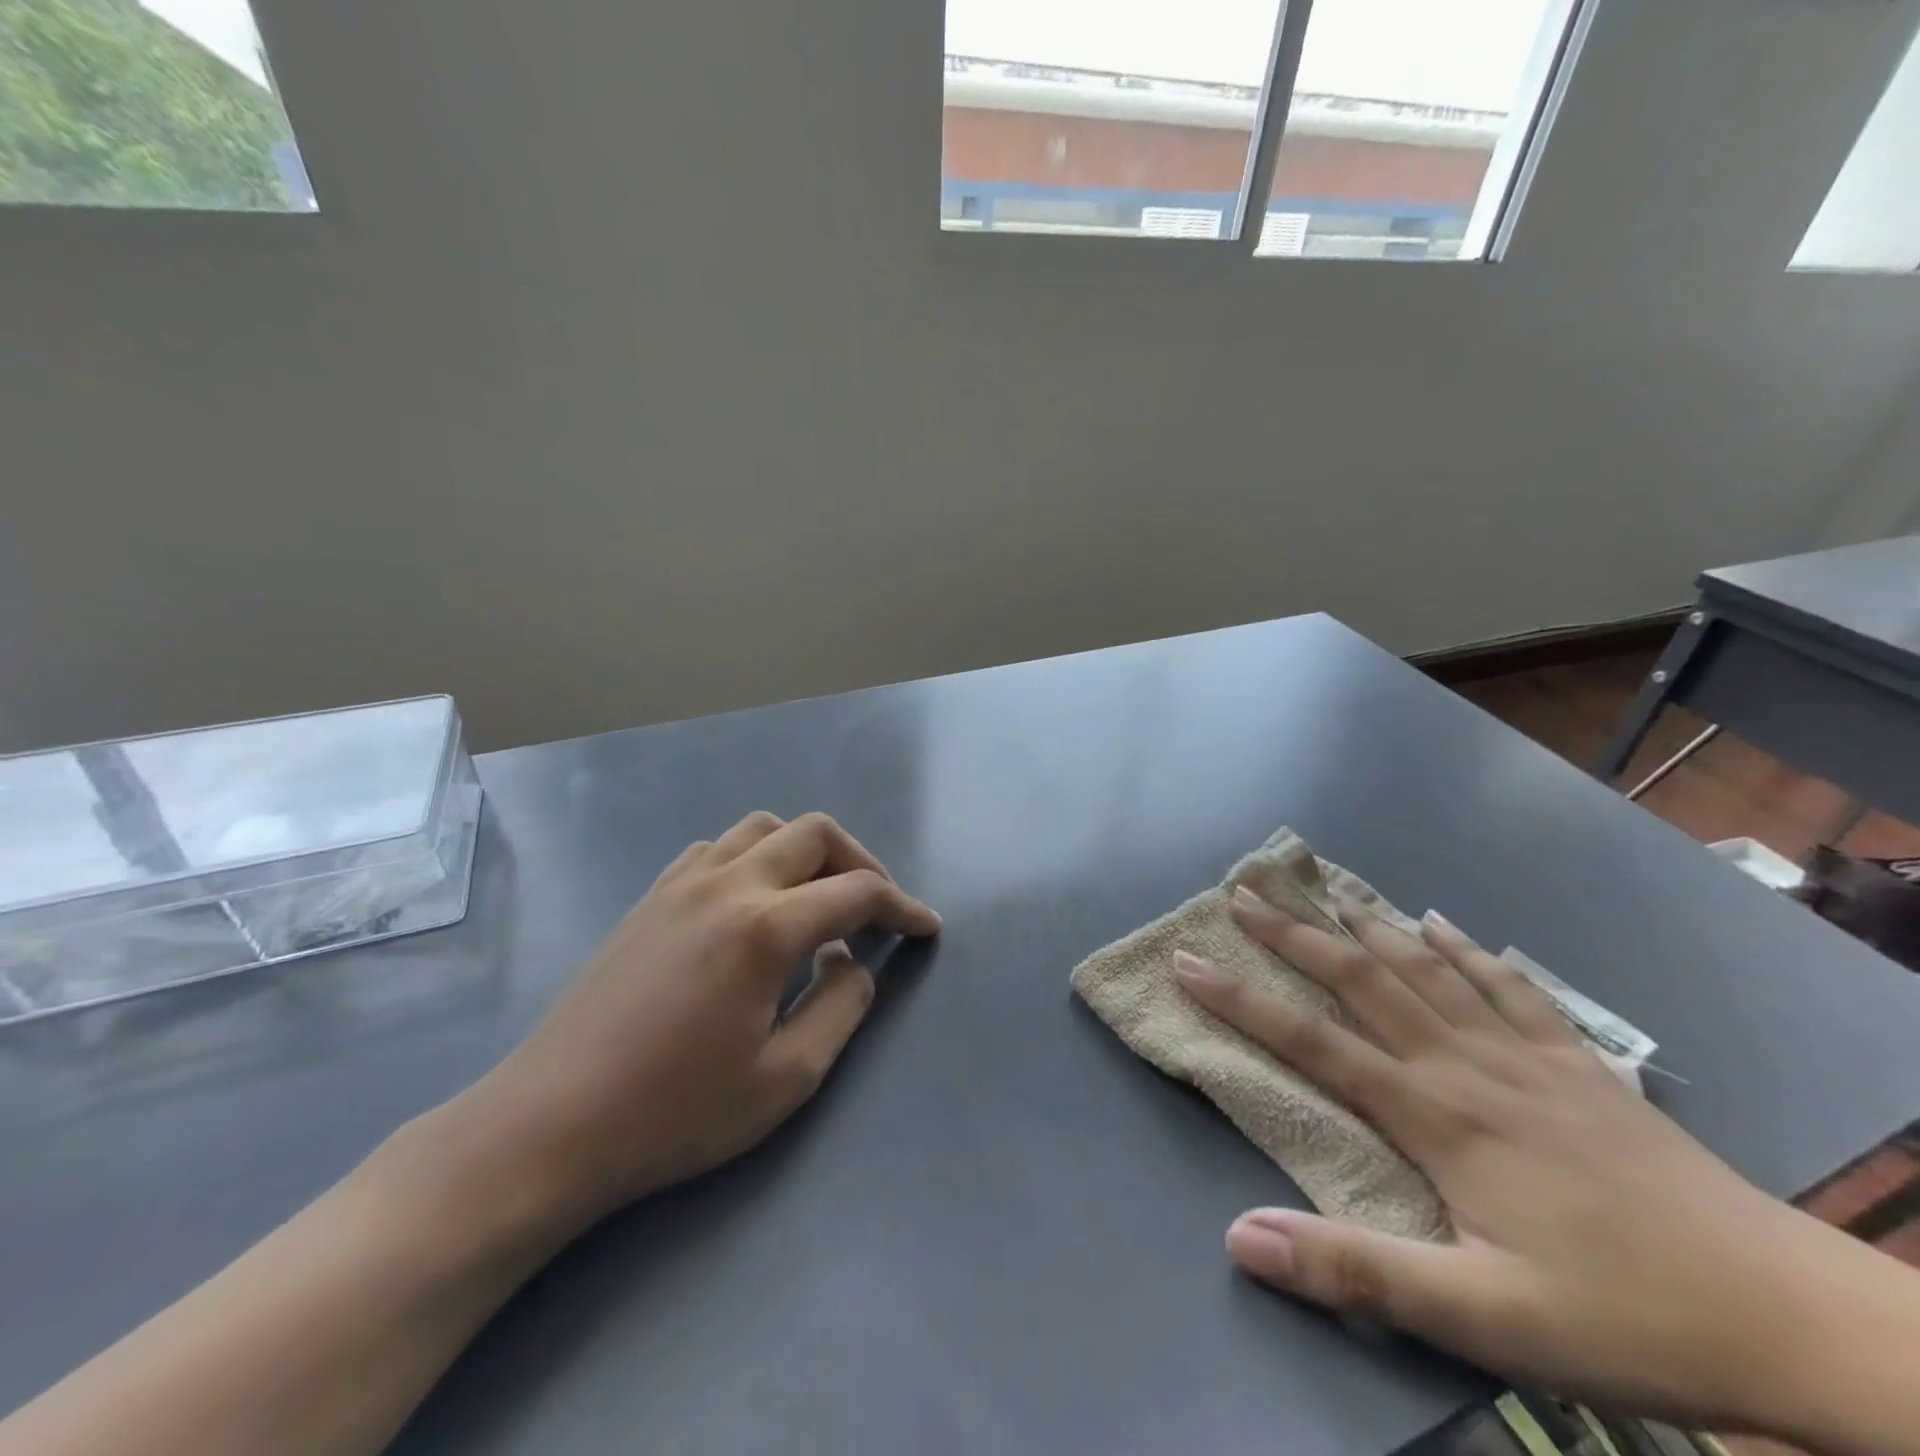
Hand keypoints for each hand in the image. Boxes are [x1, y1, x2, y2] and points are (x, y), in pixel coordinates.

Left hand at [466, 812, 939, 1227]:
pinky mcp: (651, 897)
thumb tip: (853, 961)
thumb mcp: (785, 1079)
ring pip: (763, 828)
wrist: (549, 1125)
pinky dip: (754, 859)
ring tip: (817, 899)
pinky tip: (752, 905)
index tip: (926, 928)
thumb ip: (841, 1007)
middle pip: (815, 834)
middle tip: (876, 908)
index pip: (857, 892)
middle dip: (860, 862)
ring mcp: (682, 884)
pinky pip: (717, 849)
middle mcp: (728, 884)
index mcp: (765, 927)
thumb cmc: (674, 1113)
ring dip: (805, 852)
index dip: (902, 906)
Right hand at [1170, 890, 1858, 1429]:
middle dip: (1294, 933)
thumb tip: (1239, 1239)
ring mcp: (1524, 1054)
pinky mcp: (1577, 1063)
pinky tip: (1441, 923)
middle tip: (1245, 892)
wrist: (1799, 1319)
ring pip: (1427, 966)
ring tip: (1329, 884)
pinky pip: (1508, 985)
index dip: (1239, 998)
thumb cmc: (1626, 1317)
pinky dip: (1465, 948)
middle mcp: (1464, 1062)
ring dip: (1369, 922)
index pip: (1310, 1039)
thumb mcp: (1480, 1318)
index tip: (1187, 960)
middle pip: (1361, 978)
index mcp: (1433, 1113)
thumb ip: (1355, 1272)